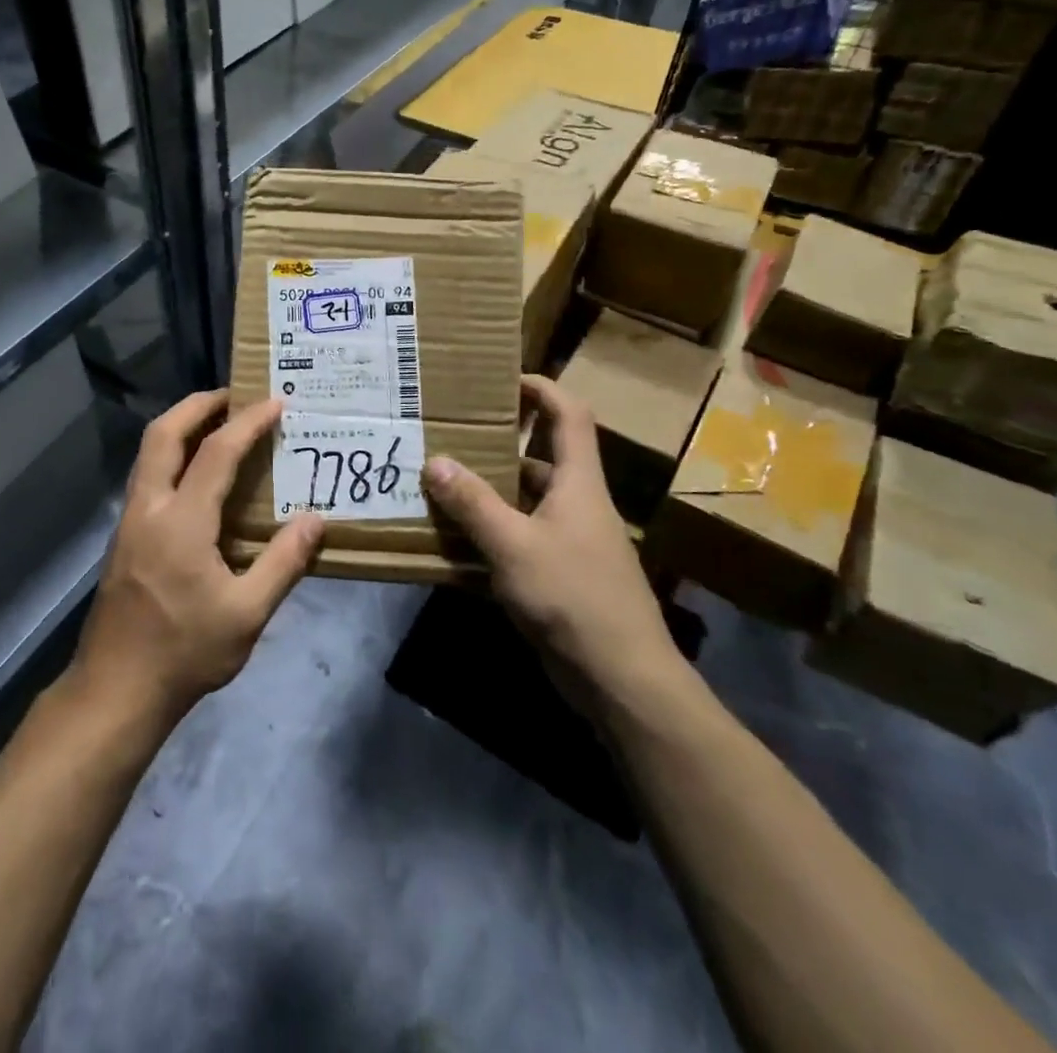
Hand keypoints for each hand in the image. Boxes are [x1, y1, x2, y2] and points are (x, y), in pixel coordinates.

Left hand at [71, 391, 322, 725]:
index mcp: (182, 522)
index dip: (248, 423)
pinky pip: (147, 476)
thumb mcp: (247, 614)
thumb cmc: (185, 652)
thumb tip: (316, 520)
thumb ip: (283, 563)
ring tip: (217, 423)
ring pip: (148, 453)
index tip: (275, 403)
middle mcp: (149, 509)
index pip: (217, 453)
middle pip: (163, 434)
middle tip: (233, 396)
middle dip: (197, 405)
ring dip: (180, 427)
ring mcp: (130, 522)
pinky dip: (172, 455)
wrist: (116, 689)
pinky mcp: (123, 538)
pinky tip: (195, 475)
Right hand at [422, 375, 685, 705]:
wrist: (621, 679)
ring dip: (487, 494)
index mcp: (578, 483)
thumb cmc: (573, 596)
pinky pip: (517, 540)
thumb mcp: (514, 545)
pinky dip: (489, 535)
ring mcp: (569, 543)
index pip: (569, 416)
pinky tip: (452, 543)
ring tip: (439, 486)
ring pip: (524, 503)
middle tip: (450, 437)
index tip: (505, 378)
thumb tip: (435, 461)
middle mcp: (576, 505)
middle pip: (539, 459)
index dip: (543, 389)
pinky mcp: (558, 576)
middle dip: (498, 446)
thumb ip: (473, 503)